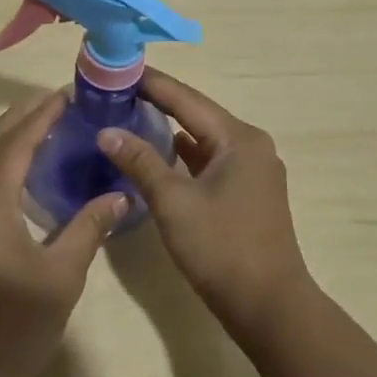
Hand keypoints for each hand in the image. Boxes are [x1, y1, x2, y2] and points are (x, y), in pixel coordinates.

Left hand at [0, 90, 127, 376]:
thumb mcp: (63, 276)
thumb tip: (120, 195)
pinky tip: (7, 169)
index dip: (39, 118)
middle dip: (16, 119)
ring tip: (31, 125)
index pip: (14, 147)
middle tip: (49, 102)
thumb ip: (89, 227)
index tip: (63, 97)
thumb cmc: (18, 329)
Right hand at [97, 69, 312, 341]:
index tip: (119, 68)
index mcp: (238, 138)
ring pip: (204, 139)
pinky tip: (160, 154)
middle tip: (119, 90)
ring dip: (170, 129)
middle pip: (197, 114)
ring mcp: (252, 170)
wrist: (270, 308)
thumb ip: (140, 162)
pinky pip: (211, 161)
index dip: (152, 83)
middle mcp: (250, 145)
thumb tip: (106, 131)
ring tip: (131, 115)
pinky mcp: (248, 193)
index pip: (187, 99)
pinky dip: (185, 156)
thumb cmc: (222, 248)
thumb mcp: (174, 202)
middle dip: (158, 102)